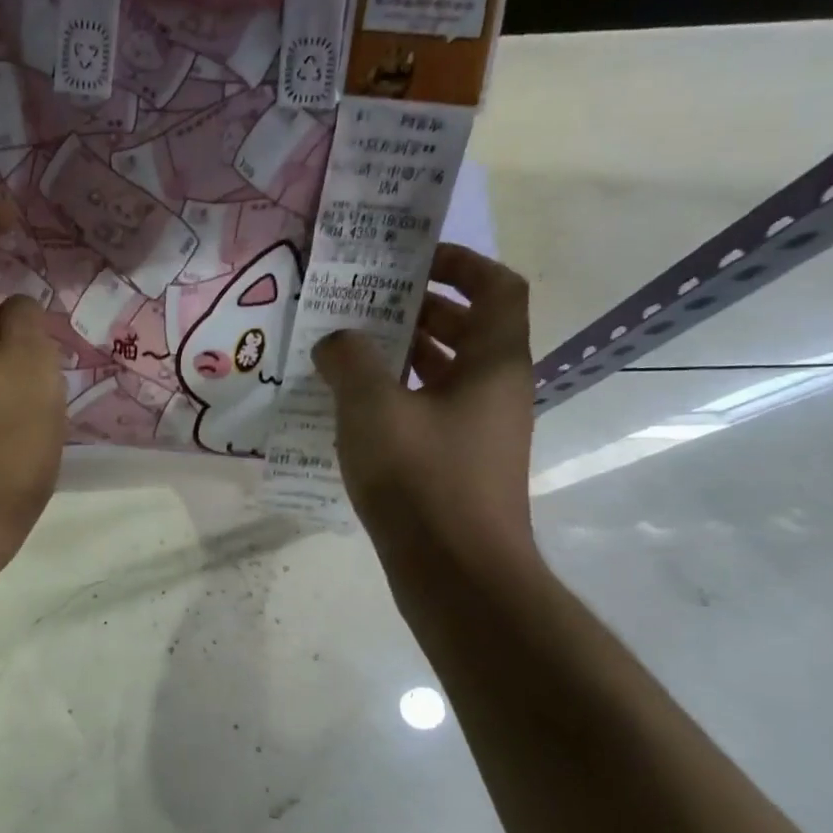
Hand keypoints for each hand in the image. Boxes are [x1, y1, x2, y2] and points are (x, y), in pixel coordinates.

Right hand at [313, 244, 538, 583]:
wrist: (456, 572)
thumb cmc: (421, 478)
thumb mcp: (373, 408)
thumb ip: (350, 361)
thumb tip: (336, 340)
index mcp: (493, 362)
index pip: (496, 287)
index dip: (460, 262)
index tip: (410, 260)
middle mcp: (495, 389)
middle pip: (467, 327)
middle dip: (417, 308)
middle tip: (362, 303)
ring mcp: (478, 430)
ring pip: (444, 372)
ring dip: (401, 354)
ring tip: (346, 350)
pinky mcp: (457, 463)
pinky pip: (428, 409)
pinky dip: (395, 397)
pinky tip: (349, 408)